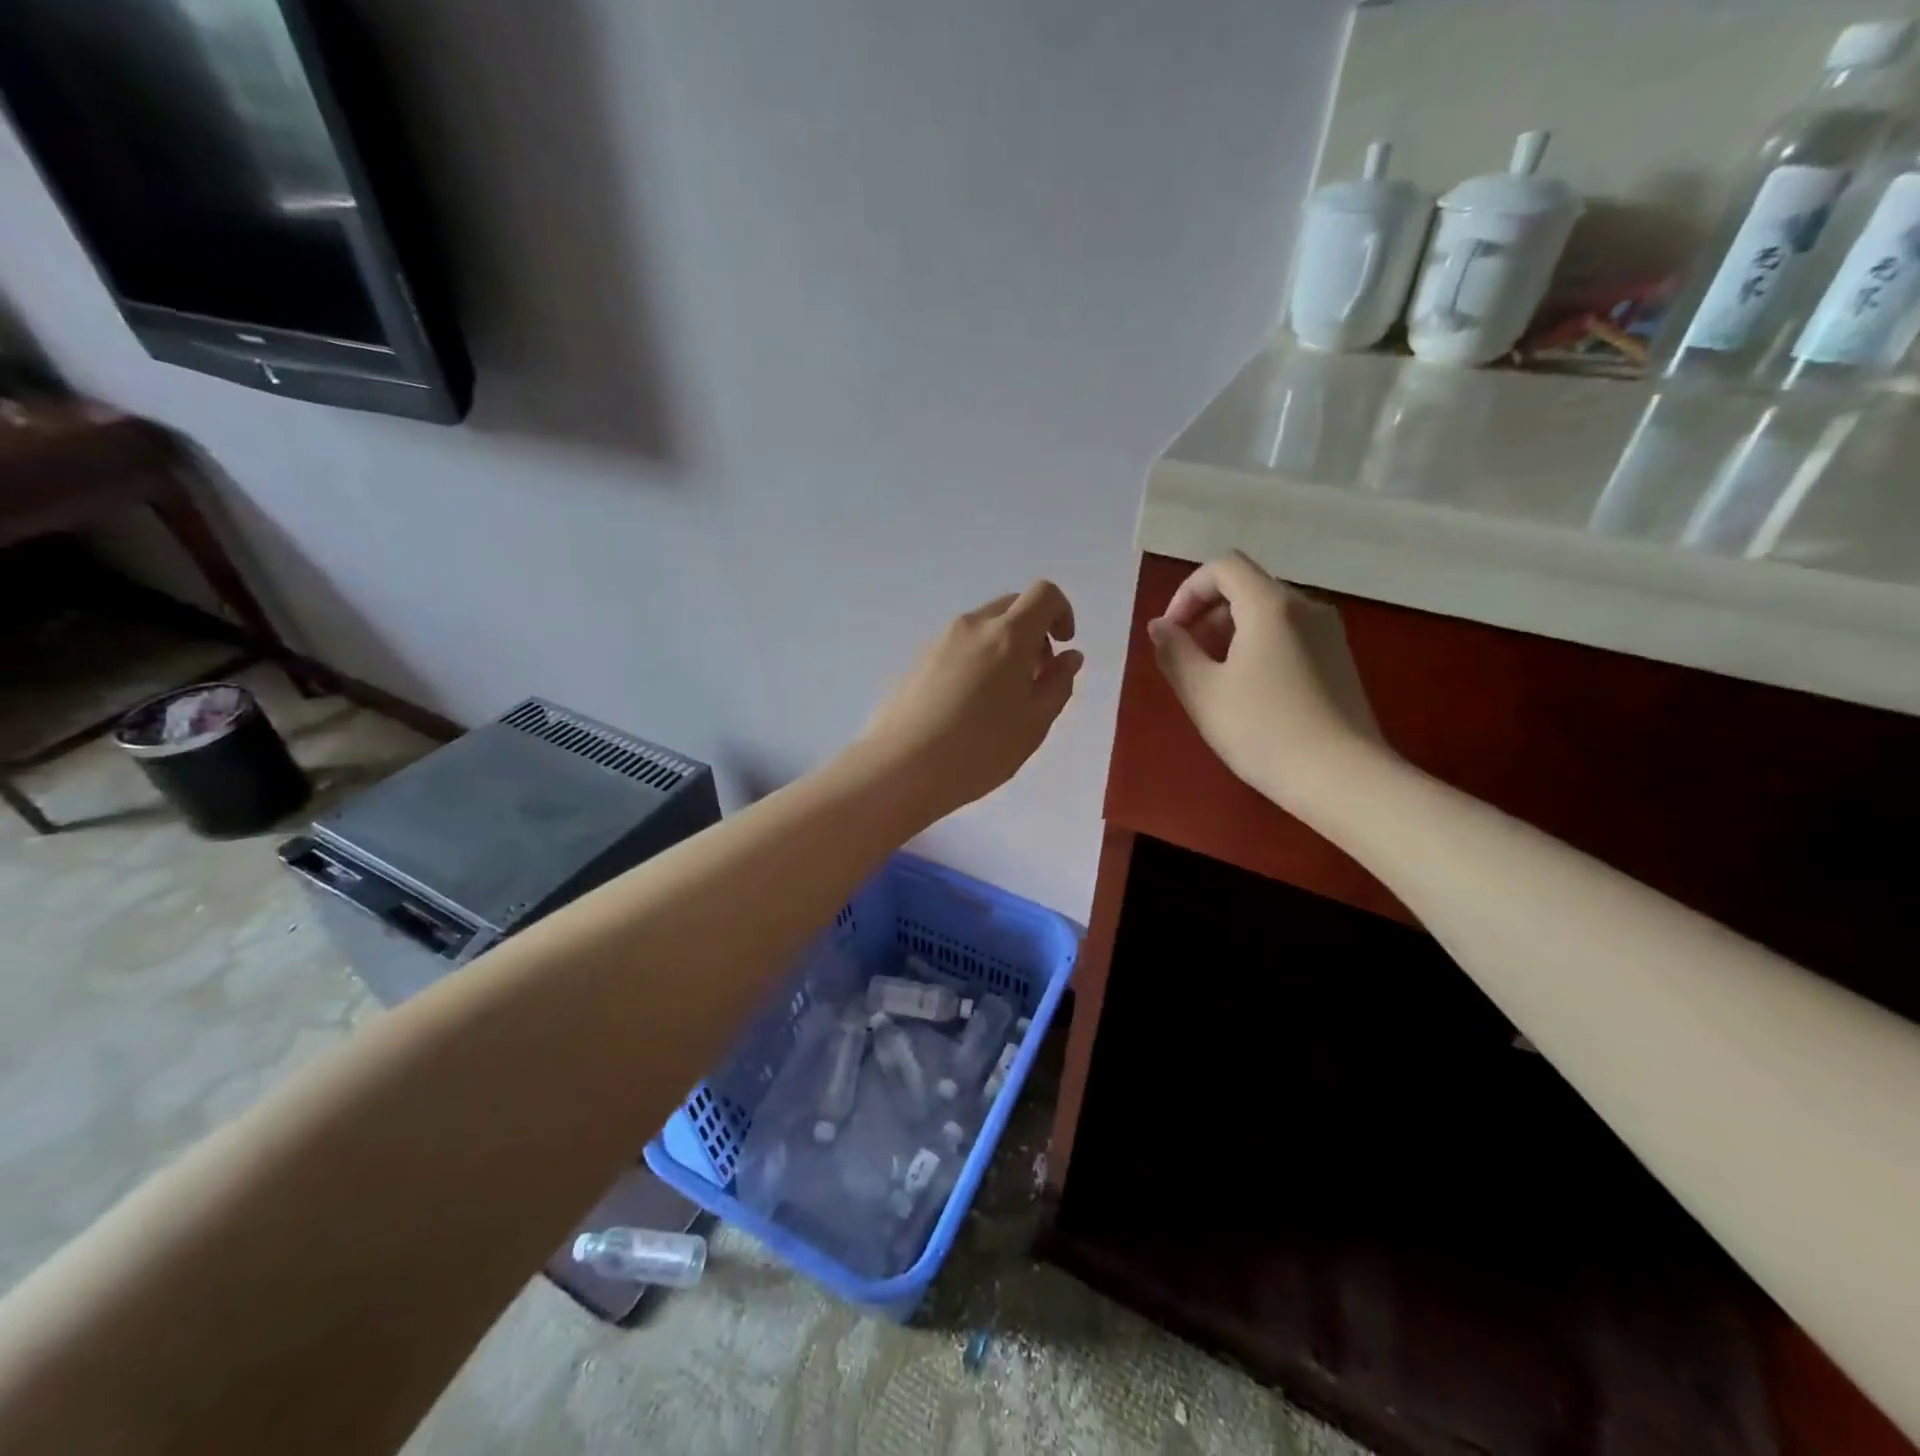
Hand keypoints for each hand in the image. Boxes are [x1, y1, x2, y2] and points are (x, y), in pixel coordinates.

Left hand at [859, 580, 1082, 819]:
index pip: (1044, 594)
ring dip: (1004, 648)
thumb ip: (1058, 684)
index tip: (1063, 647)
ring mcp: (940, 640)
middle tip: (1035, 679)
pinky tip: (969, 707)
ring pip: (984, 628)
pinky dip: (978, 660)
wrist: (900, 767)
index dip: (1062, 612)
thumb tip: (1069, 656)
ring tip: (1001, 700)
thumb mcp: (1033, 724)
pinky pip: (960, 646)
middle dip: (1034, 633)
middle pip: (1012, 607)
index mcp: (1008, 635)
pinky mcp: (918, 660)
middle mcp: (973, 626)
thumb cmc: (979, 750)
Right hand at [1148, 552, 1387, 812]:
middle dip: (1207, 614)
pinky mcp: (1340, 659)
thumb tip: (1160, 626)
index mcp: (1271, 605)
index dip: (1188, 591)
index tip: (1171, 632)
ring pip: (1269, 611)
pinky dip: (1260, 645)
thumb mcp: (1203, 692)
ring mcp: (1329, 632)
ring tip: (1215, 679)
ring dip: (1232, 632)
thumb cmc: (1263, 731)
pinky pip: (1290, 633)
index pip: (1223, 567)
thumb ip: (1175, 652)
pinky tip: (1251, 692)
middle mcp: (1306, 606)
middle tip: (1187, 659)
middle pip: (1247, 587)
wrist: (1342, 777)